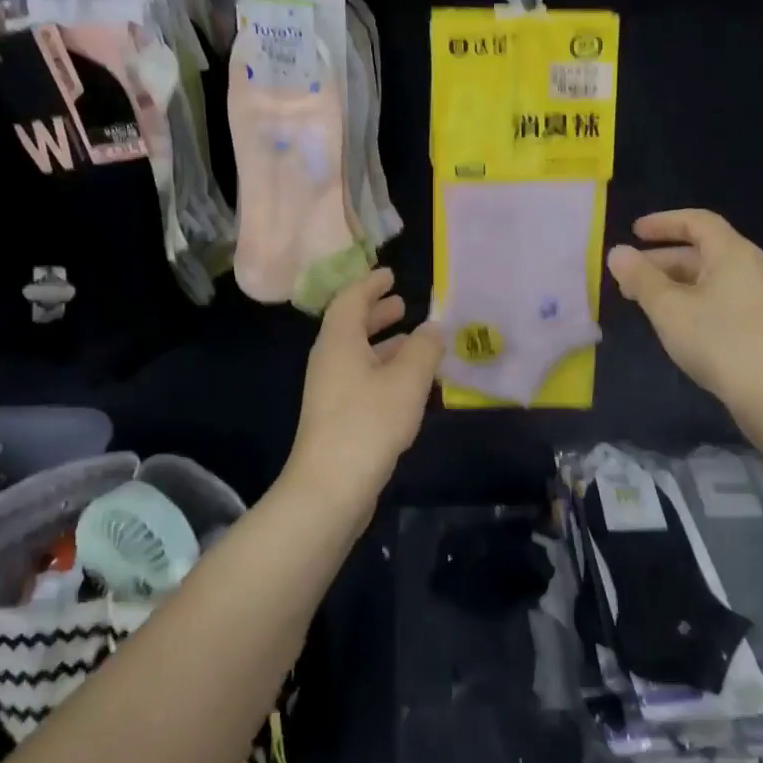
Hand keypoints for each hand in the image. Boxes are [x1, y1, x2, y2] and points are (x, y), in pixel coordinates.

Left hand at [285, 268, 443, 504]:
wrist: (331, 487)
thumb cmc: (368, 423)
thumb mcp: (406, 381)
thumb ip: (424, 349)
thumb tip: (433, 327)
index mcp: (338, 342)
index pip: (350, 300)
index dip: (370, 284)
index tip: (390, 275)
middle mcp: (329, 361)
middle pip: (351, 326)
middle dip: (377, 313)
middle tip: (403, 305)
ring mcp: (330, 391)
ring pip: (357, 355)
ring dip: (384, 344)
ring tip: (415, 342)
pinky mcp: (337, 417)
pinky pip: (361, 379)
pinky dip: (383, 370)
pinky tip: (408, 385)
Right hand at [607, 210, 762, 410]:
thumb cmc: (718, 340)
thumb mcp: (668, 307)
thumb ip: (640, 278)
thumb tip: (617, 252)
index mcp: (732, 252)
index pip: (696, 221)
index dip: (663, 223)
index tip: (633, 232)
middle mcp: (749, 267)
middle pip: (701, 250)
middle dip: (660, 259)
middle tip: (628, 276)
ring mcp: (756, 297)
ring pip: (707, 277)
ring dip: (672, 282)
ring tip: (642, 300)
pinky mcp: (757, 324)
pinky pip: (717, 297)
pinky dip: (689, 299)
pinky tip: (672, 322)